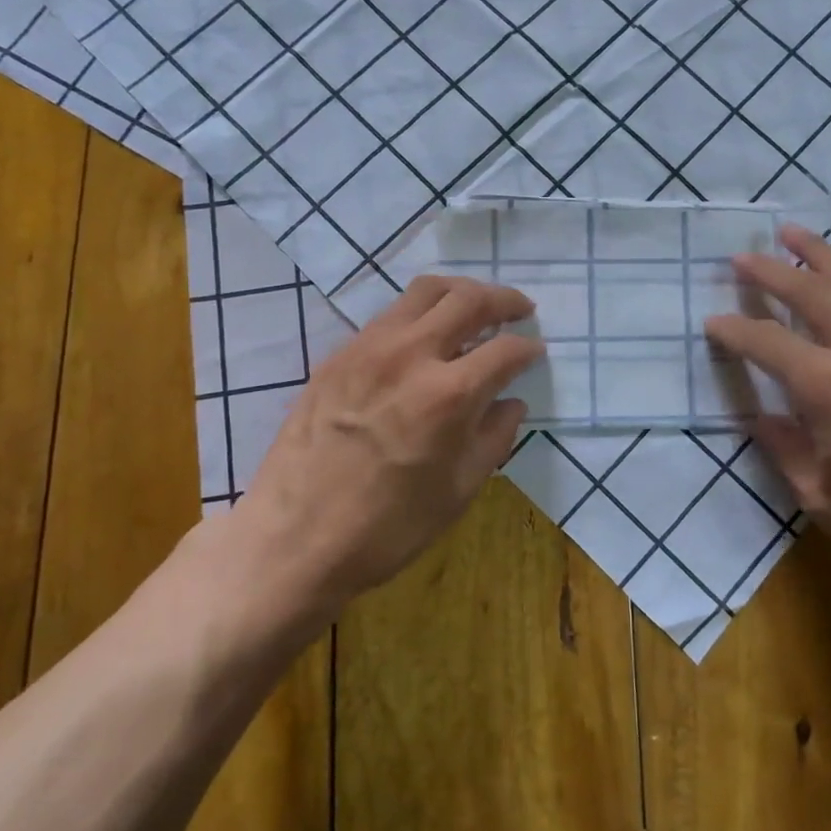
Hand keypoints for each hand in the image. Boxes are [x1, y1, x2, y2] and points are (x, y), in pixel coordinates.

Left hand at [206, 276, 542, 622]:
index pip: (505, 350)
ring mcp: (368, 348)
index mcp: (448, 395)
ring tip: (476, 306)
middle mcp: (411, 355)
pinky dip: (420, 313)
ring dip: (460, 292)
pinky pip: (389, 315)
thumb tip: (511, 403)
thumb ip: (494, 438)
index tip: (537, 352)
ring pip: (424, 291)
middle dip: (503, 299)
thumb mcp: (459, 491)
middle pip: (468, 299)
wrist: (293, 539)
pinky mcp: (338, 355)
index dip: (529, 349)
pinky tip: (426, 336)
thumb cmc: (387, 528)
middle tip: (520, 310)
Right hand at [704, 226, 830, 608]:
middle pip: (811, 293)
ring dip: (824, 255)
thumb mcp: (817, 496)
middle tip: (742, 257)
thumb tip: (762, 416)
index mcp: (830, 387)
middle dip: (771, 272)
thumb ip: (783, 446)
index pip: (768, 343)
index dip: (734, 330)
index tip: (712, 322)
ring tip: (796, 235)